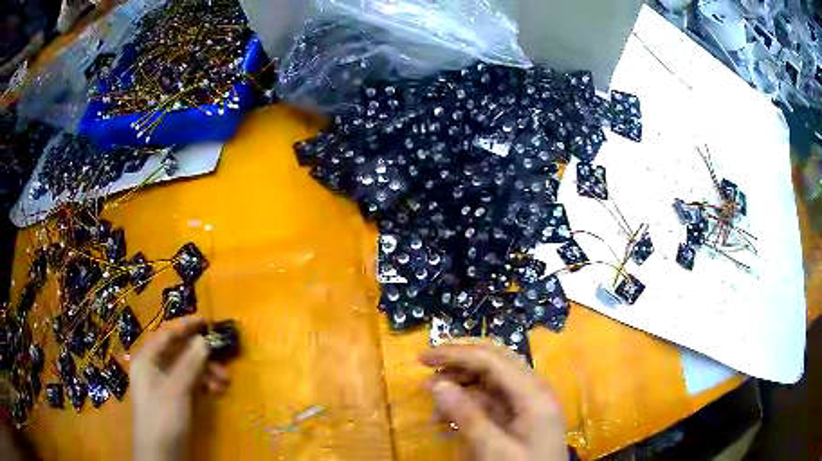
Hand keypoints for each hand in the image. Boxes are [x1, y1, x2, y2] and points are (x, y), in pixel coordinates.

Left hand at [131, 317, 229, 460]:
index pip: (166, 334)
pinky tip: (216, 390)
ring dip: (205, 371)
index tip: (207, 321)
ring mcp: (163, 384)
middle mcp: (153, 367)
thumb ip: (190, 364)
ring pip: (186, 368)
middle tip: (222, 354)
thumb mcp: (177, 389)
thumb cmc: (163, 416)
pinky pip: (188, 383)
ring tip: (224, 380)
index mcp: (147, 358)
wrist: (161, 452)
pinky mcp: (173, 399)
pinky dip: (202, 384)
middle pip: (178, 351)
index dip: (186, 326)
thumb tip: (204, 339)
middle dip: (200, 354)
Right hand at [420, 342, 566, 460]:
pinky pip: (491, 398)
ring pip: (491, 378)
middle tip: (427, 365)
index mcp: (532, 392)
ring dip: (460, 384)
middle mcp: (532, 388)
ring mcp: (527, 401)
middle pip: (494, 359)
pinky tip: (446, 419)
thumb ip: (467, 416)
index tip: (422, 358)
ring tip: (433, 403)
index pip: (492, 359)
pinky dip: (467, 403)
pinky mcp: (520, 414)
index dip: (456, 354)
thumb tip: (437, 384)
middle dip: (459, 359)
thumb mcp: (493, 449)